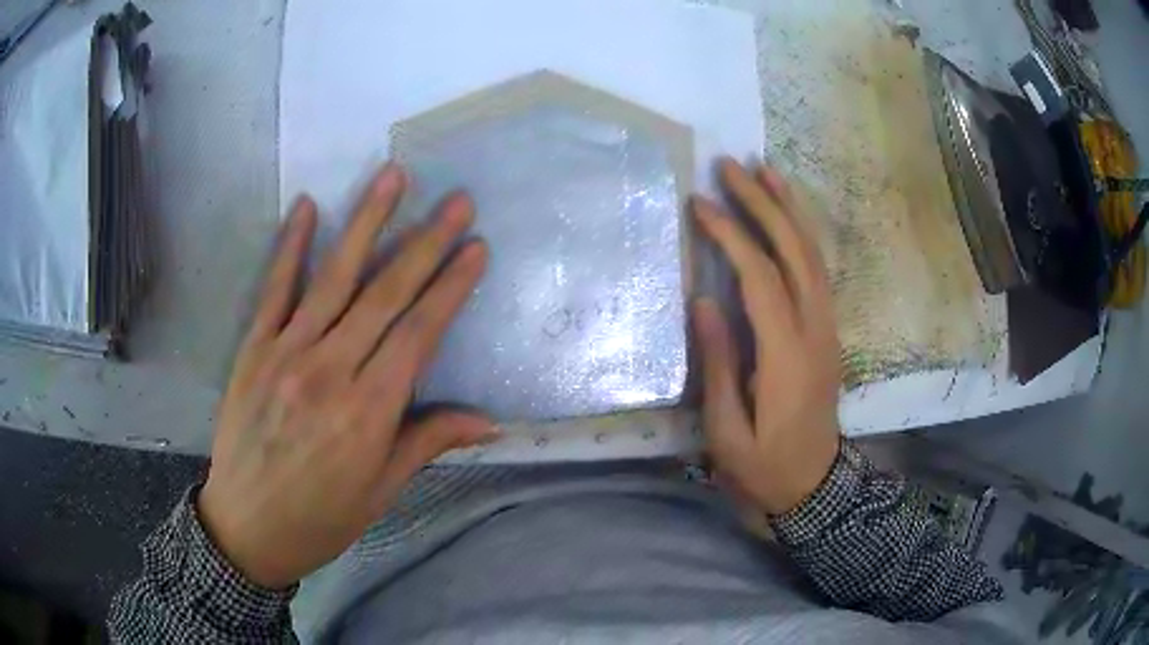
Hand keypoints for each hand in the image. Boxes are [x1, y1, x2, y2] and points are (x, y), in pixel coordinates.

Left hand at [199, 164, 495, 588]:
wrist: (246, 528)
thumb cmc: (321, 518)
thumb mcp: (381, 492)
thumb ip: (427, 443)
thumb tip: (487, 421)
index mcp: (368, 412)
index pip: (419, 334)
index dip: (451, 287)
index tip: (476, 248)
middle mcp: (330, 371)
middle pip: (385, 294)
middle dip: (426, 242)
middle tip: (456, 201)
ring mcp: (286, 353)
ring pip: (334, 277)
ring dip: (367, 223)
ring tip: (394, 178)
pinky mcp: (253, 349)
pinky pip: (274, 289)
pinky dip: (291, 246)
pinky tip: (307, 206)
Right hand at [692, 158, 841, 515]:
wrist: (815, 486)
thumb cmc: (763, 467)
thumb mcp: (727, 431)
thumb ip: (718, 364)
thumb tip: (703, 301)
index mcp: (787, 358)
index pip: (761, 279)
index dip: (732, 236)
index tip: (701, 205)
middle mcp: (816, 332)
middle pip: (795, 253)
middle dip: (764, 204)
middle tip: (732, 166)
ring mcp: (829, 329)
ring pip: (814, 256)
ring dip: (790, 210)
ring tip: (766, 171)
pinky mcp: (830, 332)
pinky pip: (819, 272)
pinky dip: (803, 235)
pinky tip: (788, 216)